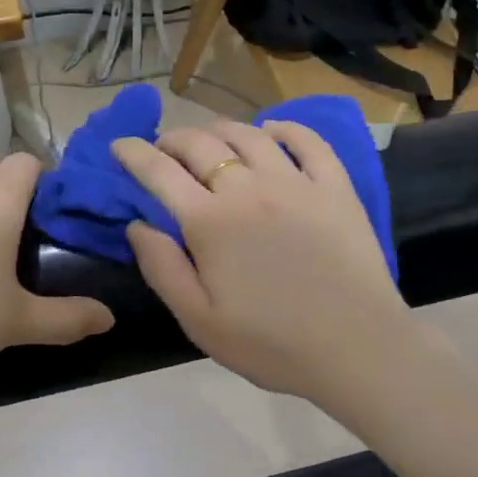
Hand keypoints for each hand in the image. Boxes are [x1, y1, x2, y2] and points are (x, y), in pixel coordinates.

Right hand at [112, 120, 413, 403]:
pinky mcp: (335, 186)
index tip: (120, 145)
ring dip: (219, 129)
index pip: (160, 172)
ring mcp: (296, 182)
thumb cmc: (272, 344)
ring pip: (249, 134)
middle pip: (201, 144)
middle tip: (163, 149)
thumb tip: (137, 225)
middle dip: (173, 139)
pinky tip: (272, 131)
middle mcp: (248, 188)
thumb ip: (162, 268)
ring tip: (209, 139)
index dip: (134, 153)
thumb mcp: (199, 321)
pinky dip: (284, 128)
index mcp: (210, 222)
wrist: (357, 348)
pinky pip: (308, 140)